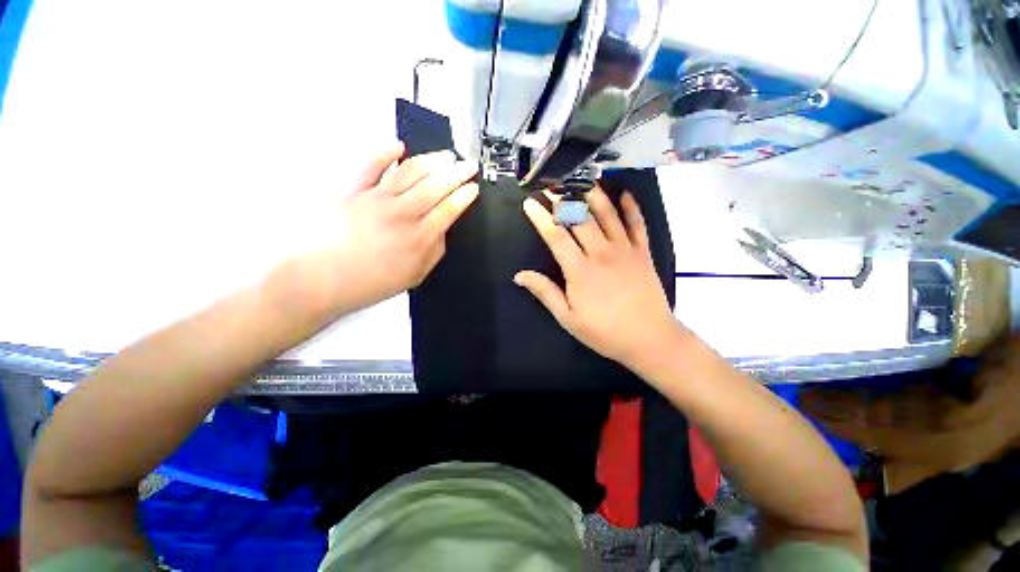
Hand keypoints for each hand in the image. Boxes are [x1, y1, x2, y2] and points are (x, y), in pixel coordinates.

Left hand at [281, 142, 478, 315]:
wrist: (322, 279)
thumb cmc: (372, 282)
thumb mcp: (415, 276)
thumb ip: (434, 251)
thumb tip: (442, 229)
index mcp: (419, 238)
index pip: (449, 209)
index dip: (464, 195)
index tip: (473, 187)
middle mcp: (402, 213)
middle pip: (435, 186)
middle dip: (457, 173)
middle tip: (469, 165)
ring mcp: (376, 198)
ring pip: (410, 172)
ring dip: (432, 160)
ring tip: (446, 155)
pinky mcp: (353, 190)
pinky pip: (370, 165)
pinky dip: (385, 152)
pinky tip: (399, 145)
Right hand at [515, 186, 684, 370]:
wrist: (649, 339)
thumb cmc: (604, 332)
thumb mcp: (568, 318)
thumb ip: (545, 293)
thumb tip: (519, 275)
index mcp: (579, 270)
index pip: (556, 236)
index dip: (541, 218)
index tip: (530, 203)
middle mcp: (601, 253)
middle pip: (579, 218)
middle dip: (562, 200)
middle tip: (551, 186)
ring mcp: (625, 250)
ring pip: (607, 214)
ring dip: (593, 195)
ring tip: (581, 180)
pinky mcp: (643, 252)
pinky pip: (638, 224)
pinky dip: (631, 207)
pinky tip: (625, 194)